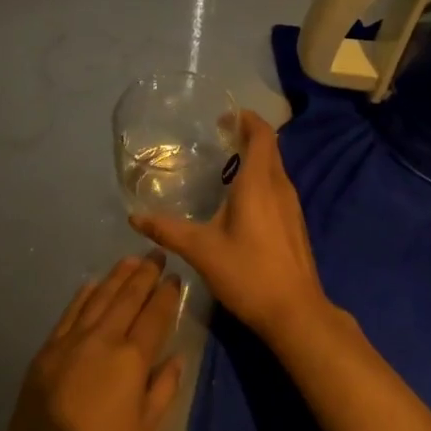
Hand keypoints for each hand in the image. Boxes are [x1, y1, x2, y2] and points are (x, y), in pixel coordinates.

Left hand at [0, 251, 185, 430]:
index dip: (167, 294)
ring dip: (117, 276)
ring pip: (100, 296)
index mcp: (132, 358)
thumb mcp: (145, 430)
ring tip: (131, 260)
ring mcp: (74, 338)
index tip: (175, 277)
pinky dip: (85, 293)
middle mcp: (104, 338)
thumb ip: (163, 389)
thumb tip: (176, 358)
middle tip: (156, 254)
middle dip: (145, 274)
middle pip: (128, 297)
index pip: (155, 315)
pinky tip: (93, 283)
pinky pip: (72, 310)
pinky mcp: (50, 346)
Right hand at [130, 110, 332, 348]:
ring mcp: (292, 206)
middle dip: (247, 135)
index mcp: (259, 182)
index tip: (224, 117)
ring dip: (254, 158)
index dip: (246, 119)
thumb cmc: (248, 273)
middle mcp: (280, 186)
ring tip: (225, 165)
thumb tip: (135, 217)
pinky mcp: (295, 224)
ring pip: (275, 168)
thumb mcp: (201, 250)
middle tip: (218, 137)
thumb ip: (168, 230)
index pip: (262, 134)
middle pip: (269, 148)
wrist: (296, 313)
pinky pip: (278, 187)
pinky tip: (241, 201)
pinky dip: (260, 179)